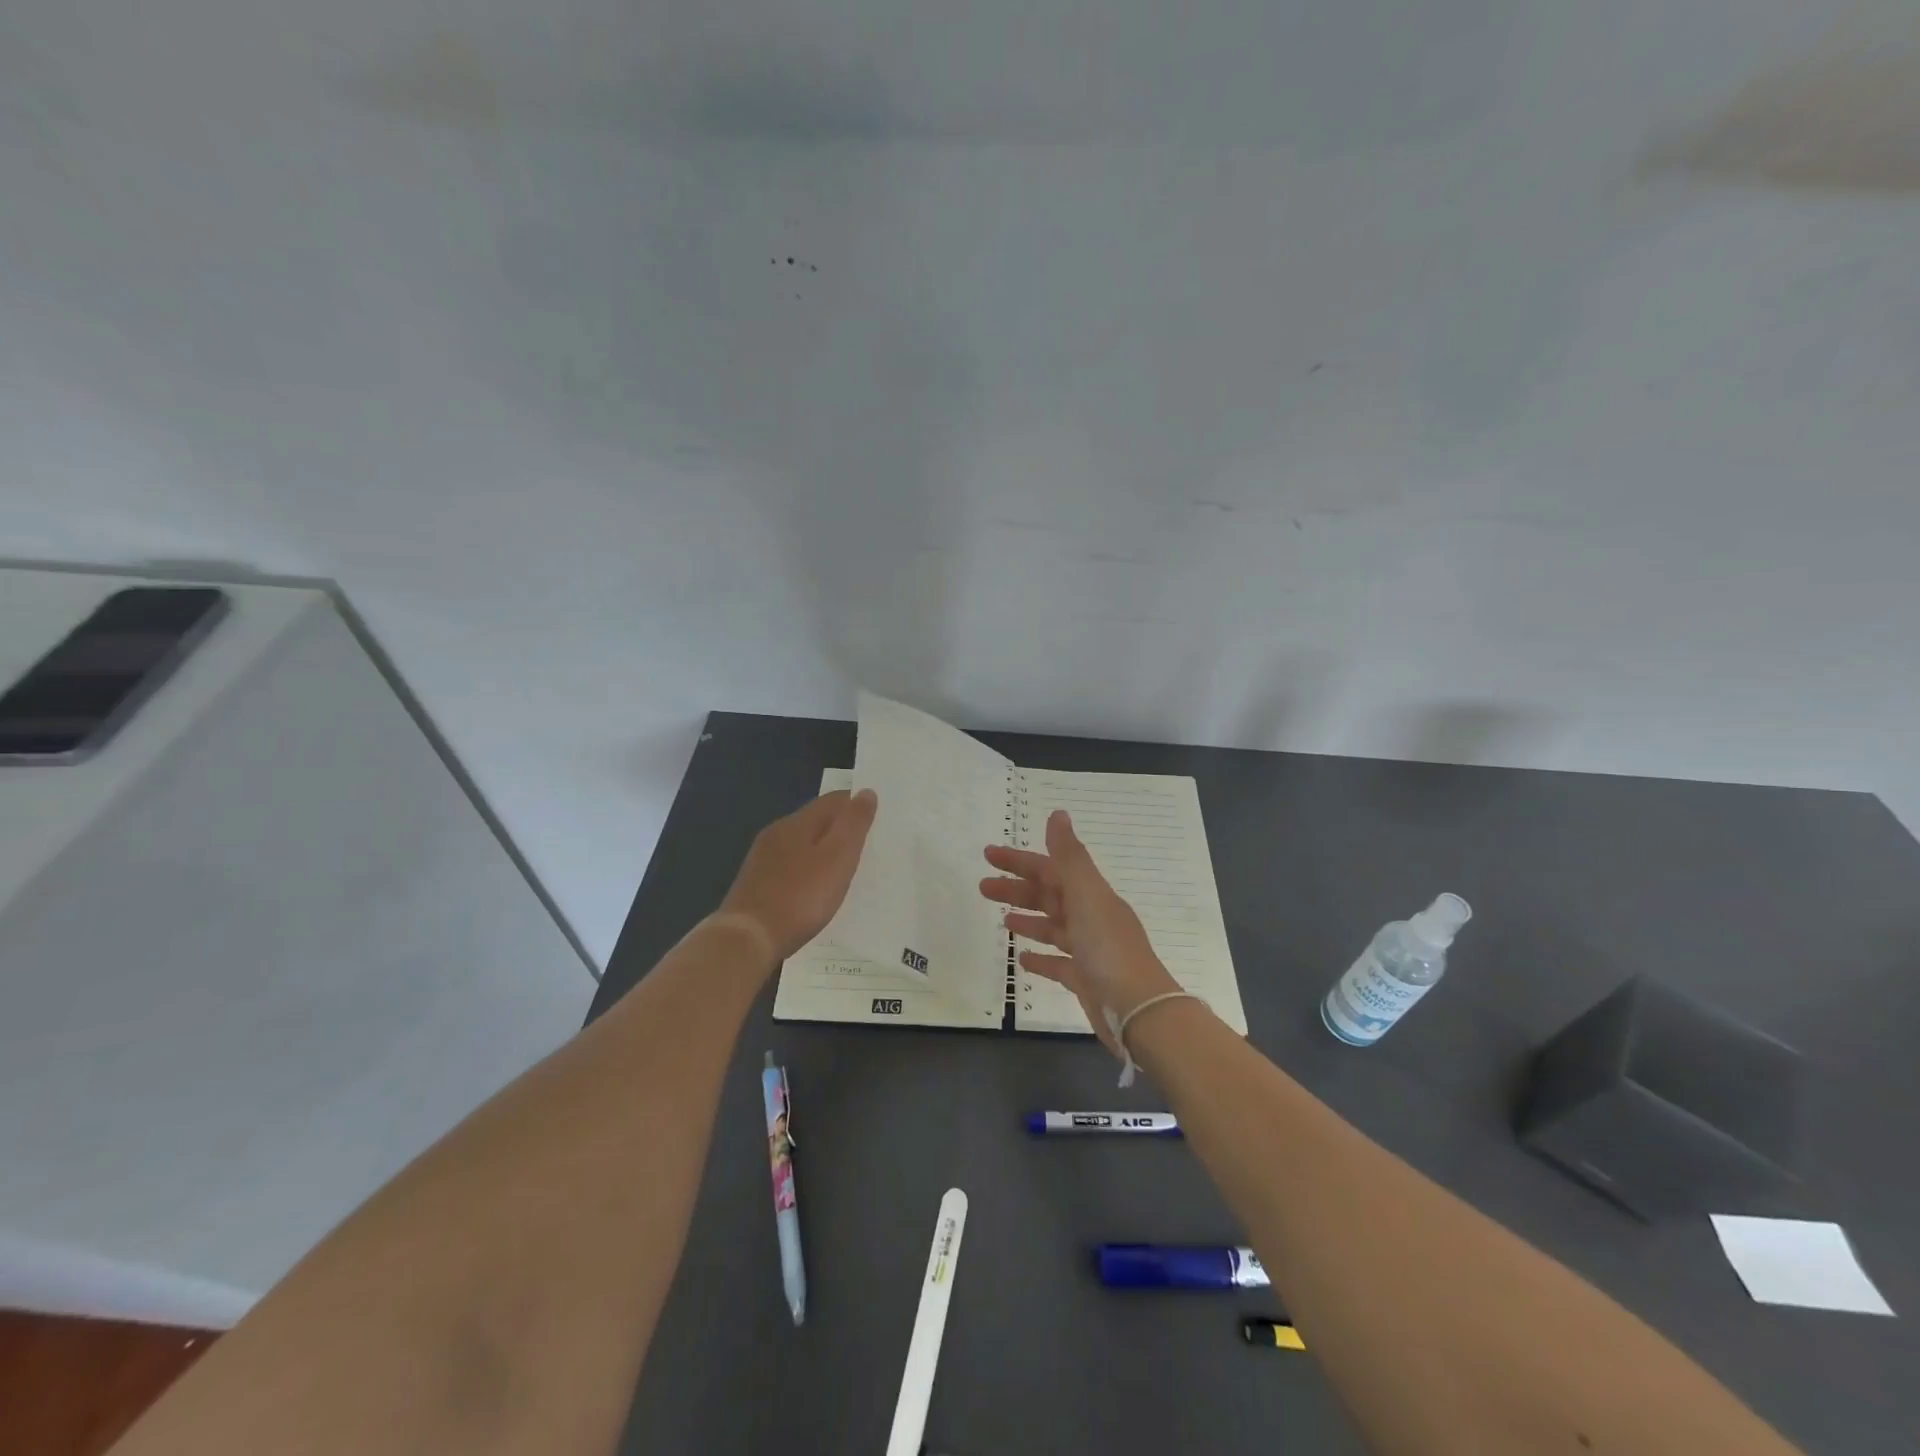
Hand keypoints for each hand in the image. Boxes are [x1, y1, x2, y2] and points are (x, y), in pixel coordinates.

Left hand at [721, 789, 877, 959]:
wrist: (748, 939)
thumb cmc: (801, 896)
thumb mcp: (838, 858)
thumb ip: (854, 825)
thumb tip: (866, 792)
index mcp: (797, 823)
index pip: (833, 800)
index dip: (856, 804)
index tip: (879, 818)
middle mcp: (776, 834)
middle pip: (815, 821)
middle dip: (840, 828)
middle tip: (867, 844)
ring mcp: (762, 860)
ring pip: (801, 845)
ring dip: (823, 850)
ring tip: (846, 868)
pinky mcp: (756, 884)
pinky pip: (790, 867)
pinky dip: (808, 871)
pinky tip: (816, 889)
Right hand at [980, 809, 1180, 1055]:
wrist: (1139, 1010)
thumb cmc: (1109, 948)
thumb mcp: (1087, 895)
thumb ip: (1070, 857)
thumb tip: (1058, 814)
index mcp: (1091, 895)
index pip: (1050, 869)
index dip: (1019, 861)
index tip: (988, 855)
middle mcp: (1091, 918)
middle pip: (1049, 896)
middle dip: (1017, 889)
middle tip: (982, 887)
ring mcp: (1089, 950)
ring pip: (1052, 928)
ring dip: (1028, 919)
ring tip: (1002, 920)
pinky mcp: (1085, 981)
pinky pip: (1058, 964)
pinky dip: (1040, 958)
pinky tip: (1021, 960)